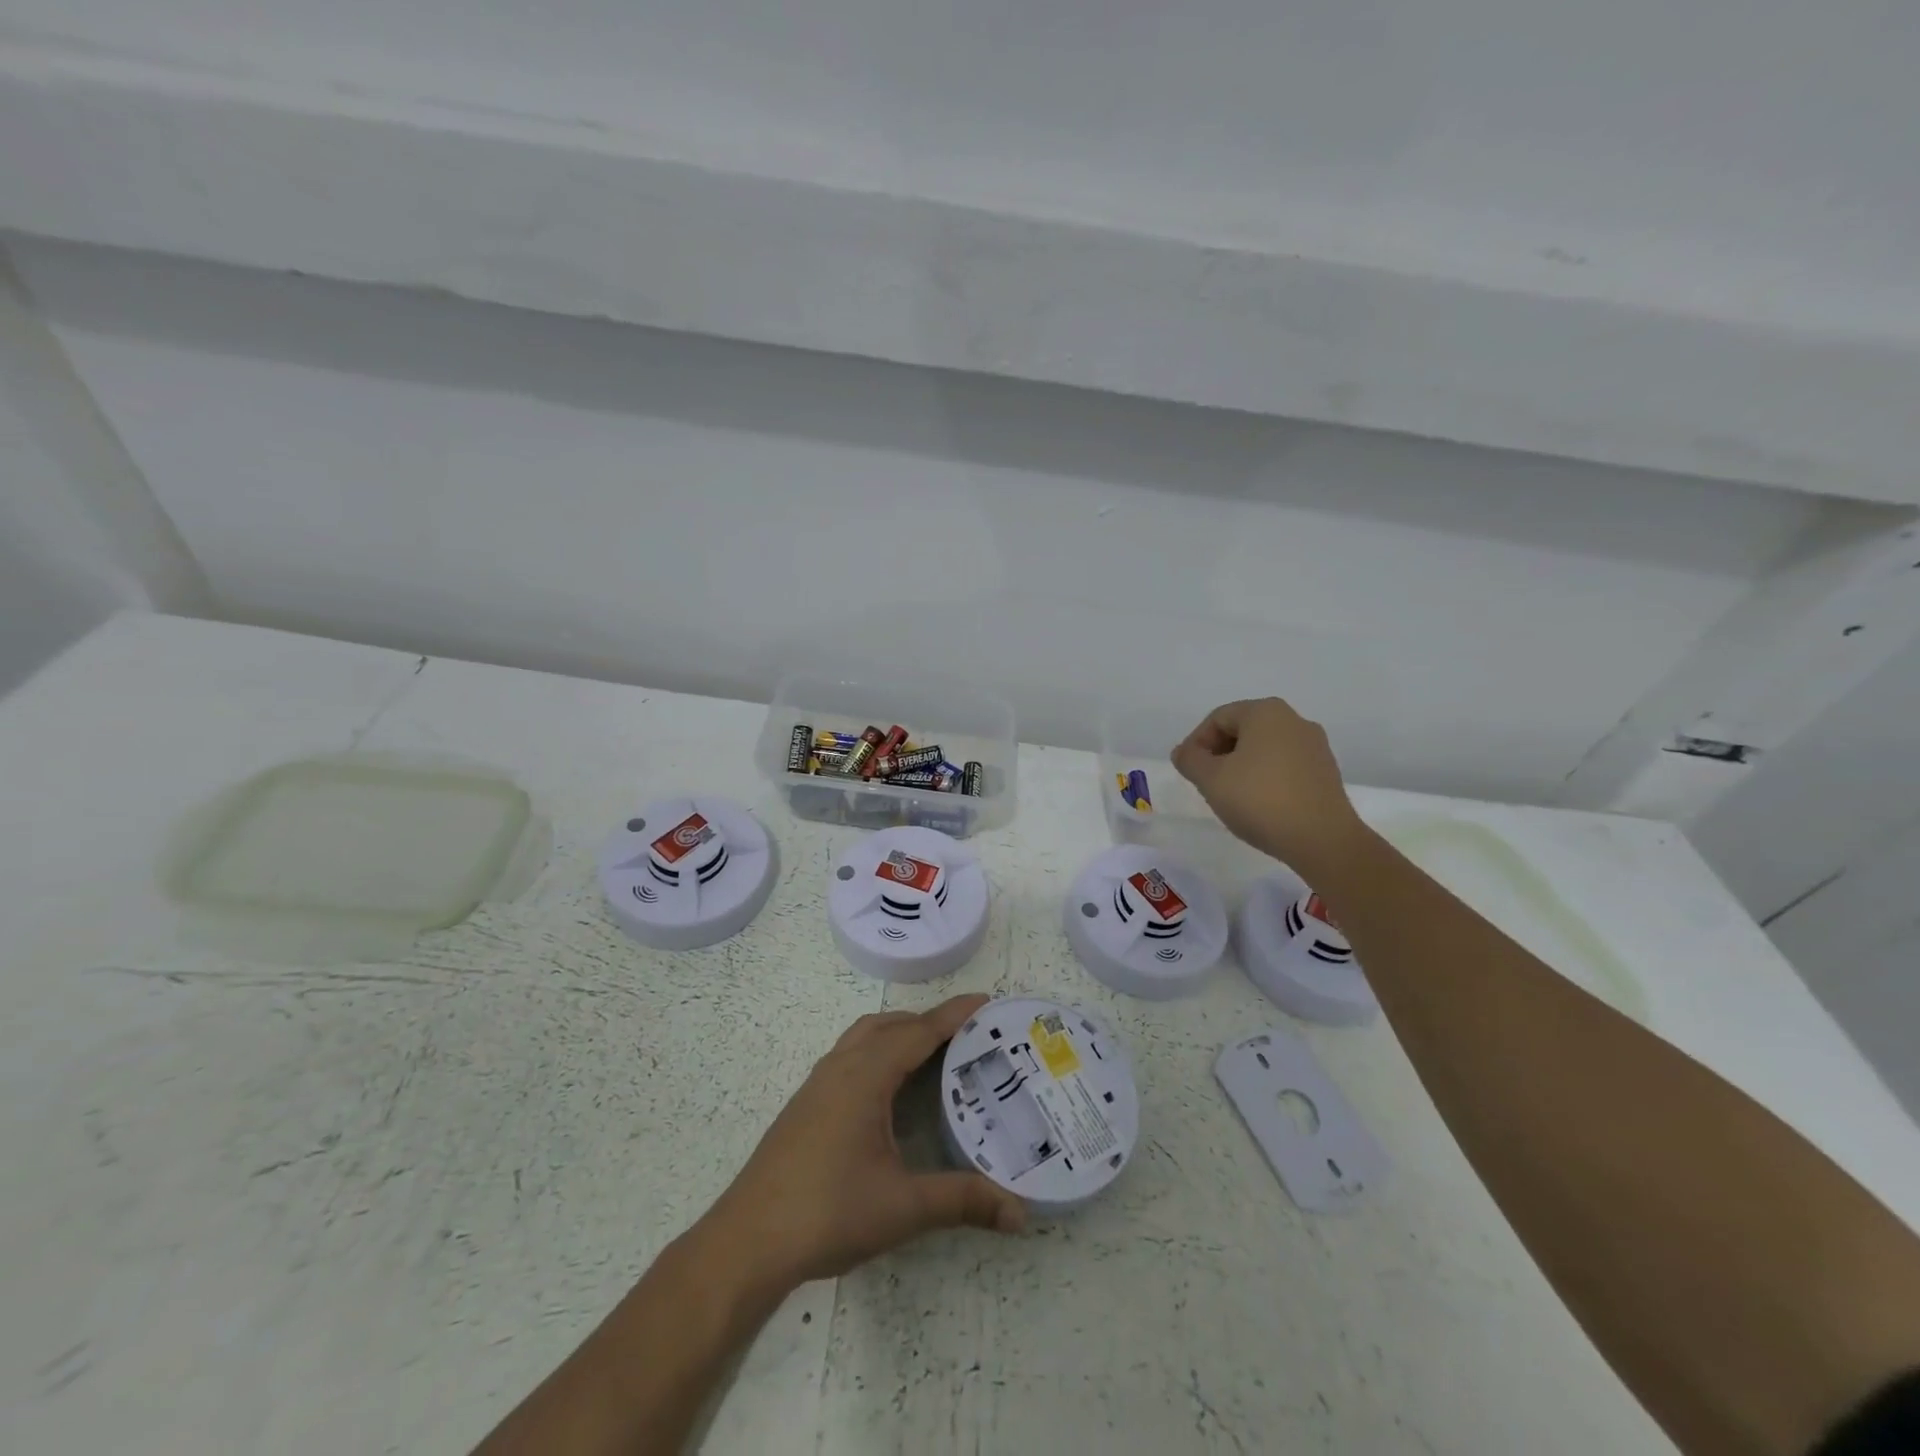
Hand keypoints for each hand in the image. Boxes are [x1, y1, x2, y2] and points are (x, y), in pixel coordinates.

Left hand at [698, 994, 1025, 1294]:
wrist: (747, 1240)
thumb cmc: (827, 1212)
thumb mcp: (903, 1207)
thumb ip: (962, 1202)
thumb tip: (1021, 1213)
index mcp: (866, 1075)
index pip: (919, 1032)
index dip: (954, 1015)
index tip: (985, 1001)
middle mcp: (841, 1066)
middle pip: (891, 1025)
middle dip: (929, 1021)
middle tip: (967, 1034)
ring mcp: (818, 1083)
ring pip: (865, 1036)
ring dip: (899, 1033)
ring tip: (932, 1053)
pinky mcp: (806, 1103)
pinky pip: (850, 1055)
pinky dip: (878, 1051)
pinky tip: (887, 1089)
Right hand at [1171, 697, 1368, 873]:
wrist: (1322, 840)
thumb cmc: (1260, 800)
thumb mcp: (1211, 779)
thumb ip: (1190, 760)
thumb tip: (1184, 752)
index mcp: (1266, 712)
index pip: (1218, 718)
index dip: (1196, 743)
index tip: (1189, 772)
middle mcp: (1295, 720)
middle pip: (1242, 730)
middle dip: (1218, 754)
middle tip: (1206, 783)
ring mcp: (1315, 746)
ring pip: (1264, 749)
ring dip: (1241, 767)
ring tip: (1230, 796)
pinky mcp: (1325, 772)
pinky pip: (1284, 766)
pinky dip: (1265, 778)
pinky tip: (1259, 804)